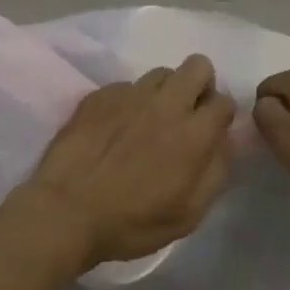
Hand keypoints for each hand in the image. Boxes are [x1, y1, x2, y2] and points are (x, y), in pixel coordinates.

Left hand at [15, 54, 235, 272]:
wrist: (65, 212)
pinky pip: (126, 86)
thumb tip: (222, 142)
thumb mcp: (189, 214)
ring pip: (161, 73)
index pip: (224, 101)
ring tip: (148, 120)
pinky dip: (129, 103)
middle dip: (200, 85)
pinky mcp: (99, 96)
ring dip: (164, 92)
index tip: (210, 132)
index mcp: (193, 134)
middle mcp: (165, 104)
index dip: (221, 116)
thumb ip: (215, 172)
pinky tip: (115, 129)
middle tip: (186, 115)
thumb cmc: (131, 222)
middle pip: (198, 66)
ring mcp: (129, 95)